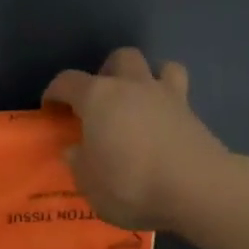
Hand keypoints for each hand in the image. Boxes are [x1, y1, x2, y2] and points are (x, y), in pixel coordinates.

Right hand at [42, 48, 229, 232]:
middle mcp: (133, 87)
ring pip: (159, 67)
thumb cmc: (131, 184)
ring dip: (147, 78)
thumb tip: (75, 150)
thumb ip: (79, 163)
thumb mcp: (90, 184)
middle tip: (100, 100)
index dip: (55, 92)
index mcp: (99, 98)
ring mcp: (168, 97)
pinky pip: (179, 96)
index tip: (50, 108)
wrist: (198, 189)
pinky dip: (169, 105)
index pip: (68, 81)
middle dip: (107, 72)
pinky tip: (163, 127)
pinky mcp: (194, 115)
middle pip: (120, 58)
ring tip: (138, 104)